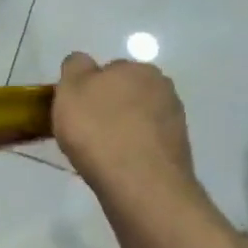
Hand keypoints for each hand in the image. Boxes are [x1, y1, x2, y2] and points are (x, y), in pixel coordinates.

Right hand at [53, 52, 199, 207]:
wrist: (139, 183)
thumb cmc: (98, 130)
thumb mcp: (70, 89)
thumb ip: (75, 67)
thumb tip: (83, 63)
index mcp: (137, 68)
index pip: (106, 69)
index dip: (87, 88)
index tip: (74, 109)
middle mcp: (162, 87)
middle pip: (124, 93)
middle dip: (107, 107)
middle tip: (85, 130)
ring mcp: (174, 120)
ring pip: (136, 118)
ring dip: (121, 129)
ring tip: (100, 152)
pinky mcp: (177, 150)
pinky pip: (145, 142)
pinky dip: (132, 149)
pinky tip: (117, 165)